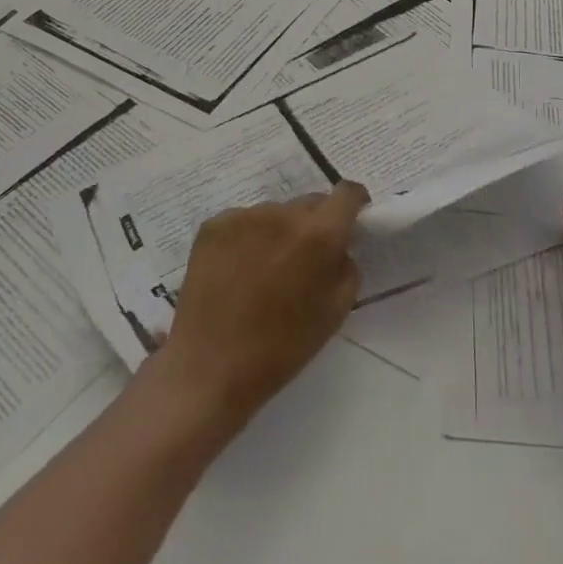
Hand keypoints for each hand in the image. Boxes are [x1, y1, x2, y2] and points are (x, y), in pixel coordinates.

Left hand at [157, 182, 368, 432]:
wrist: (208, 370)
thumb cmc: (280, 349)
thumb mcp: (334, 313)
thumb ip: (346, 268)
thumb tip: (341, 245)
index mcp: (318, 234)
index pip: (346, 193)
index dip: (354, 202)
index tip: (350, 218)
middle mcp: (283, 214)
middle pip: (310, 203)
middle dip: (314, 224)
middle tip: (302, 259)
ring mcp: (245, 216)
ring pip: (275, 214)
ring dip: (278, 232)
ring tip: (263, 271)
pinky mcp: (214, 225)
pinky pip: (243, 222)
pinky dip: (246, 239)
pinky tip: (236, 271)